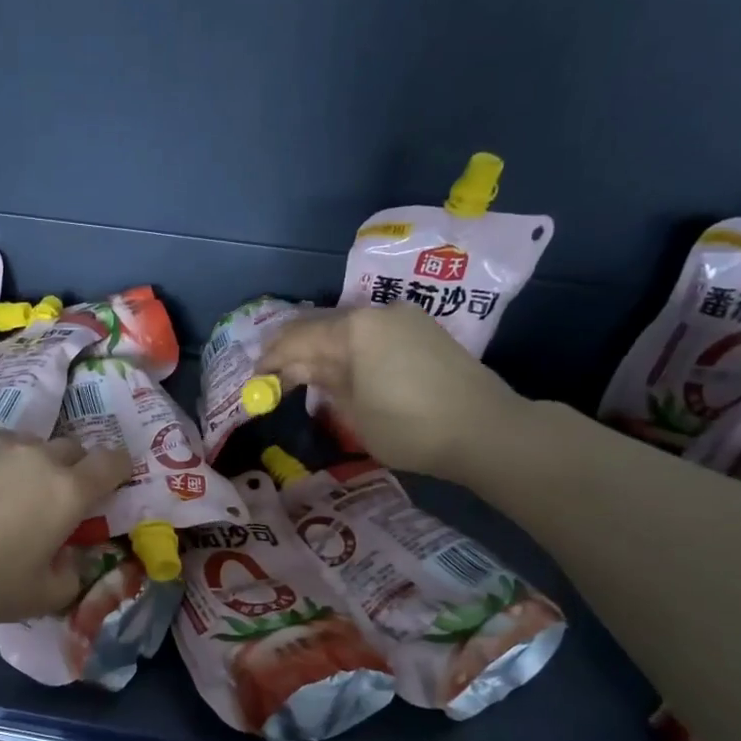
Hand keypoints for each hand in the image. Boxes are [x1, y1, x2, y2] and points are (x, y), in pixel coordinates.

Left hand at [0, 432, 131, 624]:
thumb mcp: (34, 598)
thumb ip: (71, 578)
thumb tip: (73, 560)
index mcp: (67, 491)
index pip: (113, 462)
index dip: (120, 470)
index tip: (110, 488)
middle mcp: (38, 455)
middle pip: (73, 449)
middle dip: (74, 470)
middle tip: (54, 504)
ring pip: (30, 447)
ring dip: (32, 467)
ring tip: (4, 500)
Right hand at [256, 303, 530, 479]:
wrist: (485, 429)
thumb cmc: (409, 427)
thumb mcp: (354, 411)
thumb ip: (323, 382)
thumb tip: (300, 369)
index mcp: (353, 328)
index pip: (296, 338)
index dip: (271, 359)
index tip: (254, 379)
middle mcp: (376, 311)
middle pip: (320, 326)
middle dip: (294, 350)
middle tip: (274, 376)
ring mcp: (403, 317)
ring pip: (347, 328)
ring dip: (323, 350)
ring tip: (305, 376)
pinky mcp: (423, 330)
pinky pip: (372, 334)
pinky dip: (350, 350)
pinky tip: (343, 370)